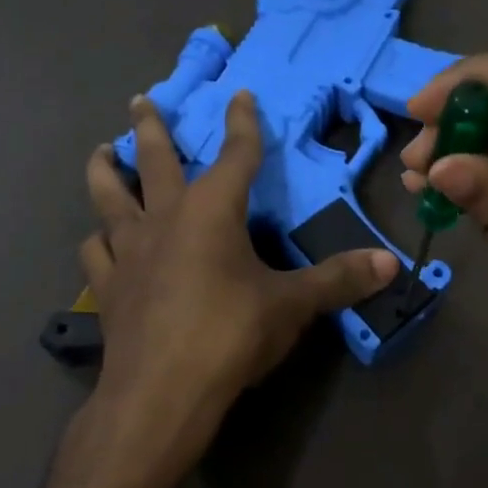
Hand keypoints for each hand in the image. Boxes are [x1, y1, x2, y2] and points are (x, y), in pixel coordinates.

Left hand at [79, 91, 397, 474]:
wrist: (162, 393)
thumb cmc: (230, 335)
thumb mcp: (292, 306)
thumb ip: (338, 281)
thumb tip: (391, 264)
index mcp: (211, 211)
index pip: (235, 155)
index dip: (242, 124)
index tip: (239, 95)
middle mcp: (165, 219)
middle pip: (156, 160)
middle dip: (152, 127)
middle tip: (141, 100)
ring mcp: (129, 252)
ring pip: (109, 197)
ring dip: (106, 171)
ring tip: (102, 153)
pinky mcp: (108, 287)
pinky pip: (96, 251)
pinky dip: (98, 239)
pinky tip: (100, 239)